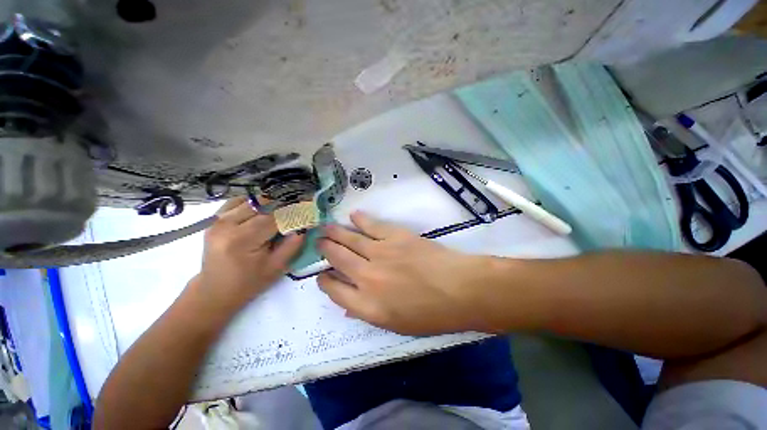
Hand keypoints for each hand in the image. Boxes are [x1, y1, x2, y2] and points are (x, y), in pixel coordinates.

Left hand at [191, 197, 303, 310]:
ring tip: (279, 214)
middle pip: (263, 206)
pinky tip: (261, 212)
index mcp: (242, 240)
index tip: (307, 212)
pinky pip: (236, 202)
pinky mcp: (214, 220)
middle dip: (282, 208)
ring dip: (268, 205)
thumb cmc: (248, 283)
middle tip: (295, 213)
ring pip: (251, 201)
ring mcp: (217, 221)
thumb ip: (293, 245)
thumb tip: (304, 226)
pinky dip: (252, 204)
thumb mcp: (277, 267)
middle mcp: (226, 225)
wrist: (215, 291)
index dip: (293, 214)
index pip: (274, 219)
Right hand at [317, 212, 498, 334]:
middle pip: (337, 259)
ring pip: (350, 240)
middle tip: (319, 242)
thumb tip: (349, 305)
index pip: (334, 290)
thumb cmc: (431, 314)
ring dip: (336, 233)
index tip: (323, 274)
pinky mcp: (395, 237)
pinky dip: (361, 220)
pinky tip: (353, 215)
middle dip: (325, 250)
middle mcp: (367, 277)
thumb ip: (368, 312)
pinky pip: (372, 226)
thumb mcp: (397, 325)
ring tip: (326, 227)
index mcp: (367, 305)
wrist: (459, 289)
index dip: (325, 281)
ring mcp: (380, 253)